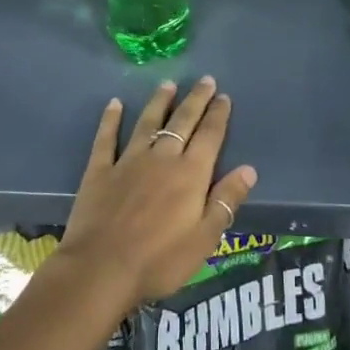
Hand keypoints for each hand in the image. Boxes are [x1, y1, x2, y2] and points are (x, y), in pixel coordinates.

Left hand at [57, 77, 257, 309]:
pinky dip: (111, 120)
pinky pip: (107, 138)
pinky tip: (114, 104)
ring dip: (159, 102)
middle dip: (196, 100)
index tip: (224, 96)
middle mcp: (162, 158)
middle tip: (205, 80)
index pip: (210, 136)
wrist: (102, 268)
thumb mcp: (204, 238)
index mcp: (190, 174)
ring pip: (148, 122)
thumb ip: (226, 201)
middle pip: (182, 122)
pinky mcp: (100, 170)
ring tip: (168, 84)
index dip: (218, 115)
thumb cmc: (160, 260)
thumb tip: (249, 169)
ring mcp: (128, 161)